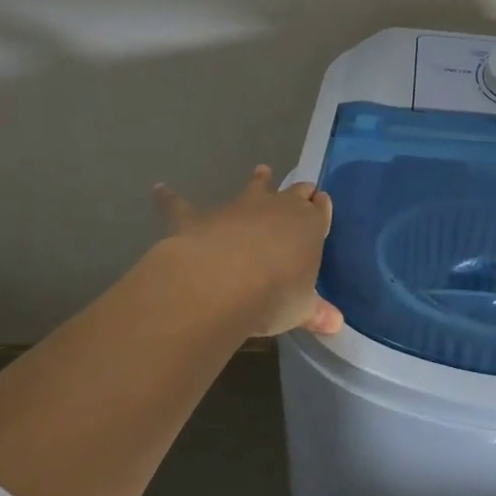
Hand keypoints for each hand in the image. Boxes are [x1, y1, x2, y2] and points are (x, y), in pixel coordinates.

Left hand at [154, 167, 344, 336]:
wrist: (221, 282)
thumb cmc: (274, 294)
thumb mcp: (301, 309)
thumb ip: (316, 313)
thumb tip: (336, 324)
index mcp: (308, 226)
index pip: (320, 210)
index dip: (321, 208)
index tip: (322, 204)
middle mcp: (276, 208)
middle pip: (293, 192)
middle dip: (299, 191)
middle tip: (302, 189)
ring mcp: (236, 208)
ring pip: (252, 187)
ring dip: (258, 180)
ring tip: (262, 171)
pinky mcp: (198, 217)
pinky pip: (181, 204)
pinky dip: (170, 197)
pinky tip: (159, 189)